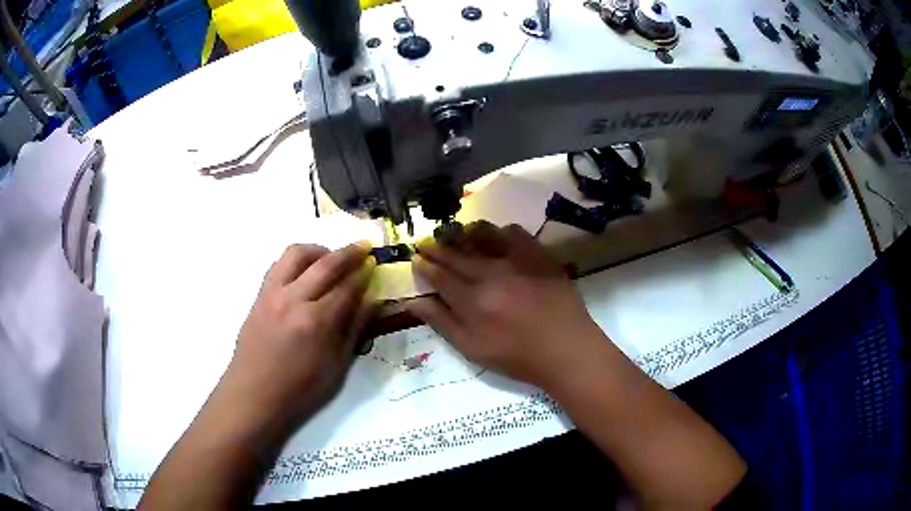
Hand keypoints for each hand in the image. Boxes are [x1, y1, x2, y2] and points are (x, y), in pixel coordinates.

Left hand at [218, 242, 375, 434]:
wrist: (255, 393)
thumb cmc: (300, 388)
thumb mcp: (336, 366)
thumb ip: (354, 329)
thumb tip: (372, 301)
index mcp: (316, 322)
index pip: (347, 287)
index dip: (364, 274)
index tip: (376, 263)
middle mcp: (294, 299)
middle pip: (325, 264)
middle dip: (349, 253)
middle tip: (364, 246)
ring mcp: (273, 294)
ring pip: (297, 254)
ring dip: (319, 250)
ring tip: (331, 257)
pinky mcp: (260, 294)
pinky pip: (279, 264)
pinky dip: (296, 260)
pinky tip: (305, 271)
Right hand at [407, 222, 604, 388]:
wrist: (566, 349)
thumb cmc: (516, 356)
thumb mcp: (472, 349)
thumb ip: (442, 322)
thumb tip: (413, 302)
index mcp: (471, 299)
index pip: (440, 276)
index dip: (425, 265)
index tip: (416, 258)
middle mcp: (490, 273)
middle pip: (456, 254)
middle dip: (438, 247)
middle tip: (427, 242)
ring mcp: (516, 260)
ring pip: (482, 235)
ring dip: (465, 233)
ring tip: (457, 234)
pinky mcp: (538, 255)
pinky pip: (514, 232)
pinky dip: (500, 232)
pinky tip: (498, 238)